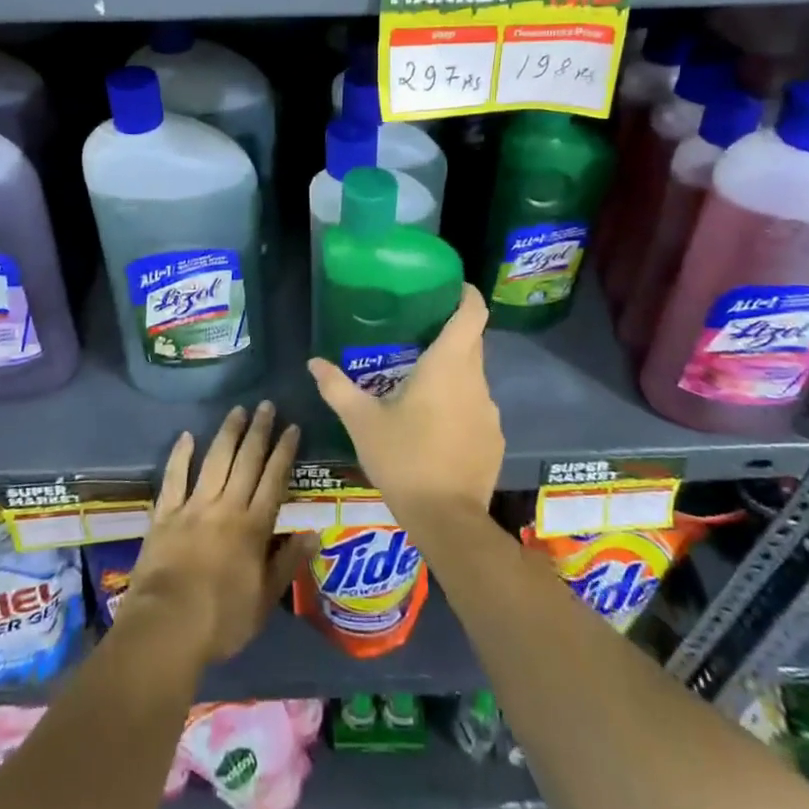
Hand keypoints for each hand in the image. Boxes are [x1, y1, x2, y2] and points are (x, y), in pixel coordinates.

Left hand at [119, 402, 315, 666]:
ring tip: (237, 410)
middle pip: (246, 462)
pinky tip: (187, 436)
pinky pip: (174, 478)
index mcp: (253, 527)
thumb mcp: (265, 600)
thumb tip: (315, 533)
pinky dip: (180, 455)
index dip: (284, 452)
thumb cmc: (221, 620)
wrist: (167, 626)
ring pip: (215, 461)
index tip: (292, 427)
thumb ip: (288, 563)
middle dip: (259, 431)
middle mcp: (226, 507)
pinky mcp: (165, 514)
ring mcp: (193, 507)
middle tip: (266, 405)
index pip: (274, 480)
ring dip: (227, 434)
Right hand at [308, 283, 502, 527]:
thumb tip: (313, 362)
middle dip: (449, 333)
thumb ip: (337, 387)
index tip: (450, 287)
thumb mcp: (362, 422)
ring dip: (452, 373)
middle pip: (471, 342)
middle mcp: (476, 381)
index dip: (466, 294)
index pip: (472, 313)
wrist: (447, 521)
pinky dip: (459, 406)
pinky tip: (435, 427)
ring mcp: (490, 412)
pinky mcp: (494, 439)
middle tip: (416, 333)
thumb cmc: (403, 459)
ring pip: (472, 377)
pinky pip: (477, 408)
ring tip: (419, 384)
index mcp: (448, 365)